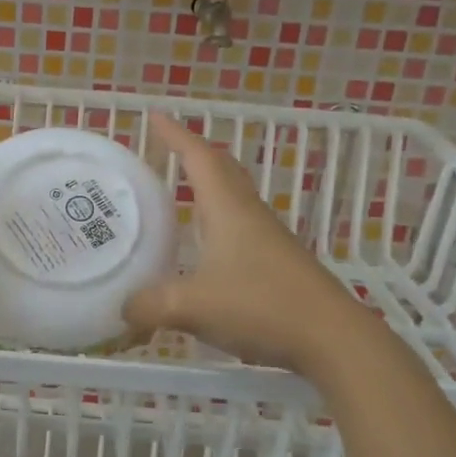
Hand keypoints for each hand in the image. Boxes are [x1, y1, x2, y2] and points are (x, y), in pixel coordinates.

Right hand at [123, 113, 355, 373]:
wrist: (331, 338)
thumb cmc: (260, 306)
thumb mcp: (191, 305)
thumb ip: (149, 305)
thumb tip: (124, 309)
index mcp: (228, 209)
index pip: (200, 158)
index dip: (176, 135)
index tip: (155, 117)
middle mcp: (249, 215)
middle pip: (222, 171)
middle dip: (194, 155)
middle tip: (167, 151)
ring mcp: (267, 239)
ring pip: (233, 200)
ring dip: (207, 189)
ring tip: (179, 195)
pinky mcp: (277, 264)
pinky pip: (240, 228)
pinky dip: (216, 224)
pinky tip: (204, 249)